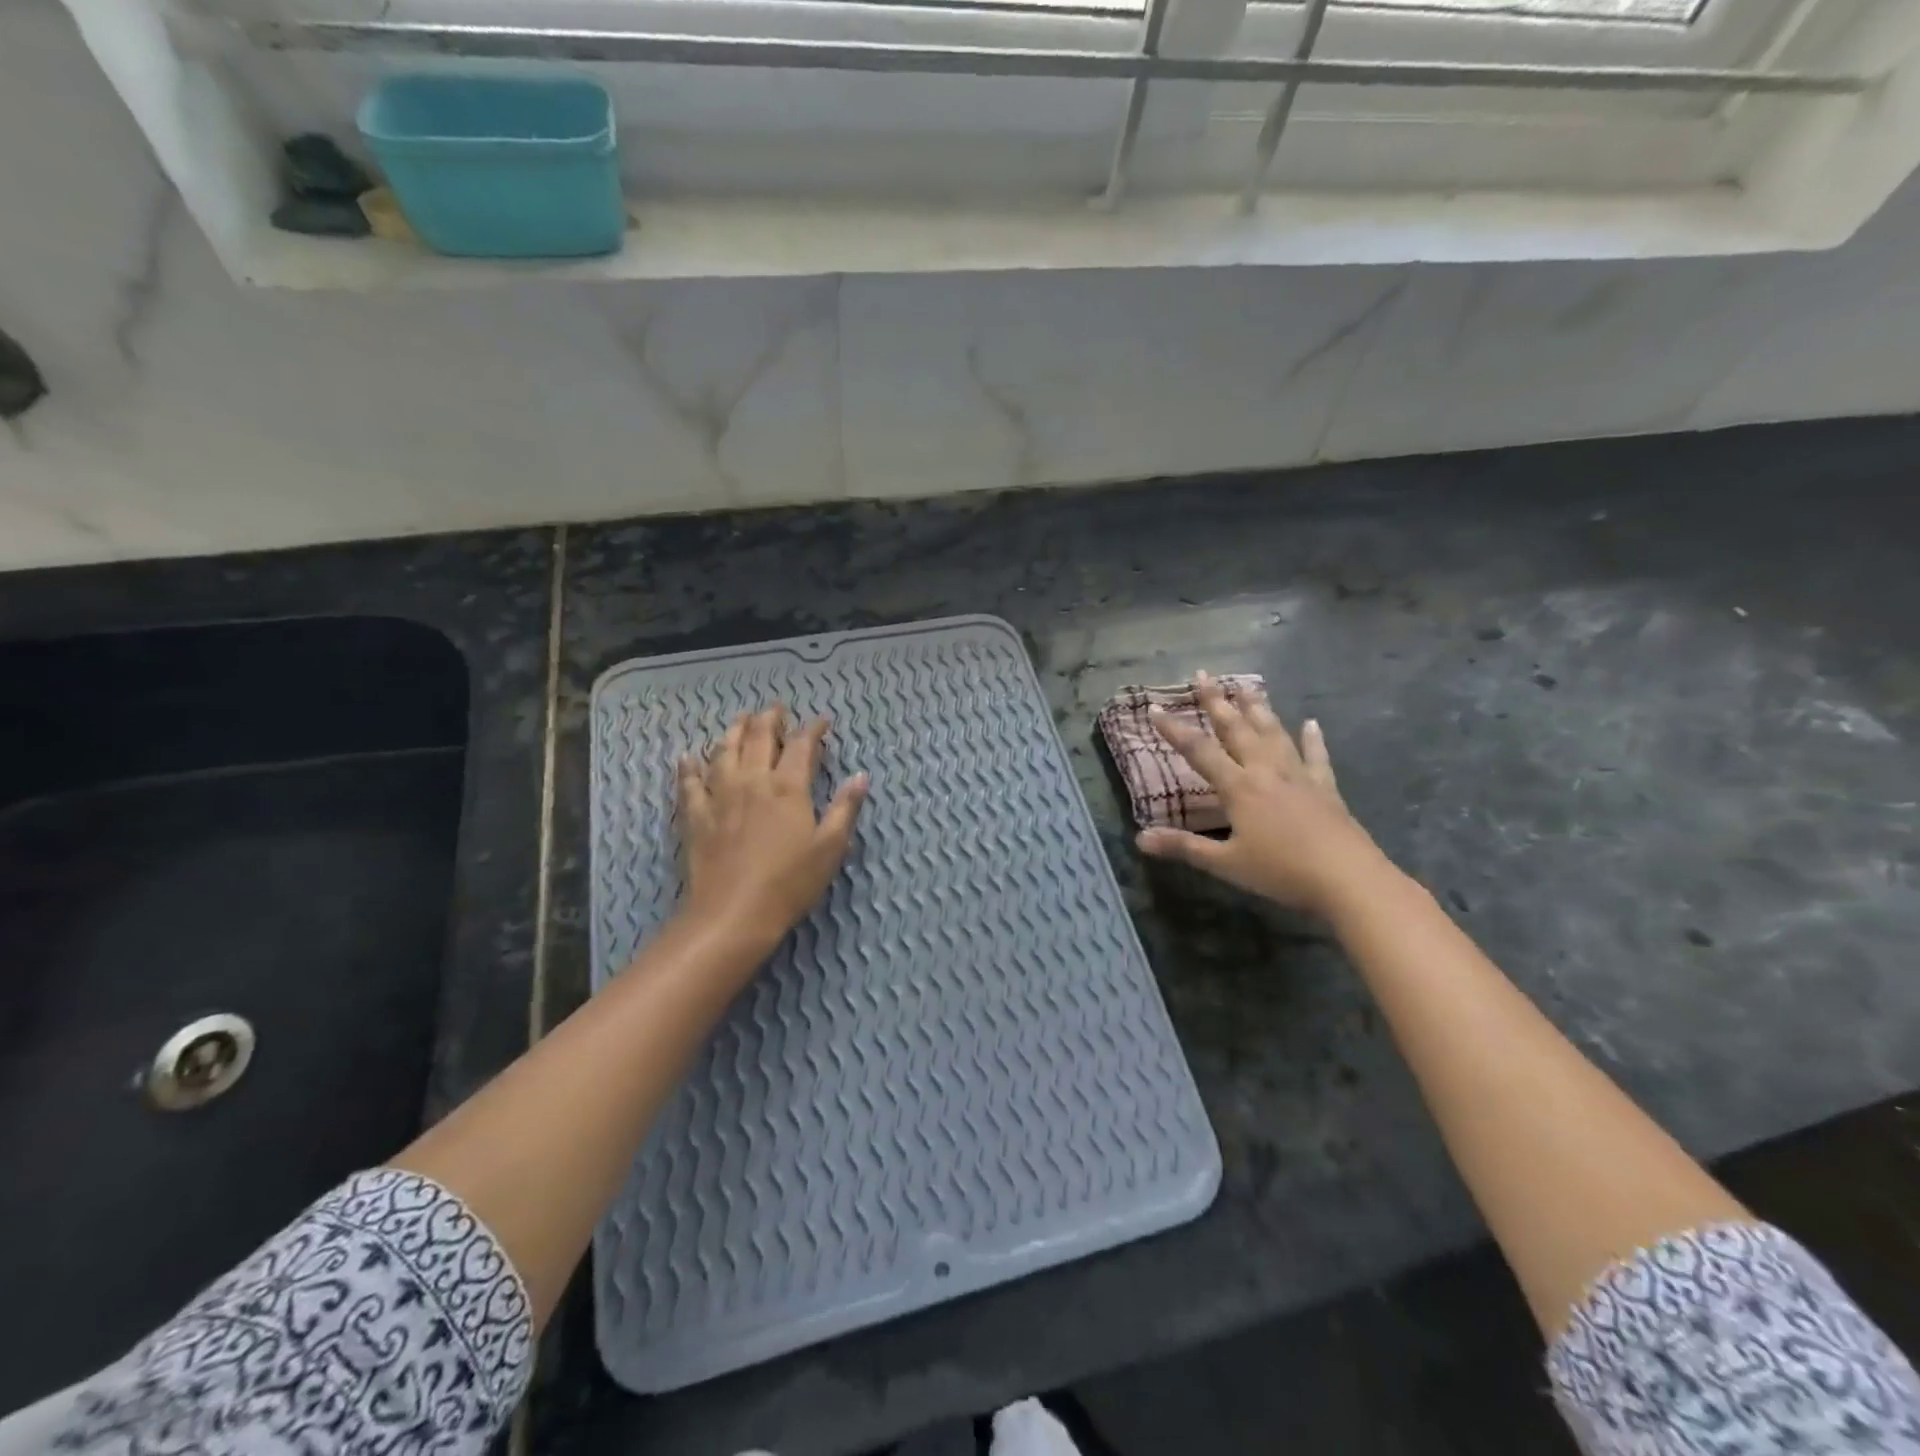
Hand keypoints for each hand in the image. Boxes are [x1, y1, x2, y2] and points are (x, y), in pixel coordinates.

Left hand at [677, 705, 867, 953]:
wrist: (733, 914)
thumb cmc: (790, 883)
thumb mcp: (830, 848)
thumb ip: (845, 808)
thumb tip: (861, 776)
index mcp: (788, 787)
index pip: (801, 745)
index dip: (812, 729)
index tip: (821, 722)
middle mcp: (752, 781)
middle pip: (759, 738)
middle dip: (769, 719)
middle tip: (776, 709)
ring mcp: (720, 796)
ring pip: (724, 751)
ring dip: (734, 731)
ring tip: (740, 719)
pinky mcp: (696, 816)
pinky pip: (689, 783)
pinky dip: (688, 766)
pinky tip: (687, 756)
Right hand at [1136, 671, 1386, 916]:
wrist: (1348, 878)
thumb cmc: (1281, 871)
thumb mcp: (1225, 863)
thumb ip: (1183, 847)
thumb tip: (1140, 839)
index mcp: (1239, 787)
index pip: (1199, 751)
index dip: (1174, 730)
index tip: (1155, 707)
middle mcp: (1266, 771)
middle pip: (1237, 729)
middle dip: (1217, 701)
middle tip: (1203, 675)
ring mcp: (1298, 776)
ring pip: (1273, 733)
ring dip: (1258, 708)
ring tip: (1247, 685)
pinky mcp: (1325, 788)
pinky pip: (1316, 756)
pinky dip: (1312, 738)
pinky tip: (1310, 723)